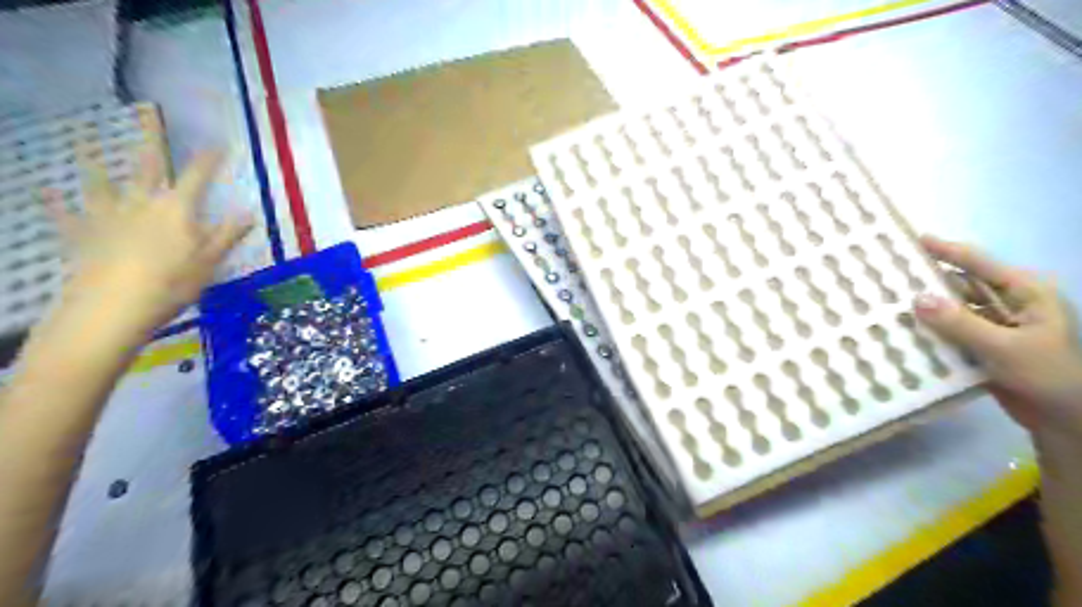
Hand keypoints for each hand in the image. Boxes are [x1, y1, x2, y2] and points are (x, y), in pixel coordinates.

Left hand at [43, 144, 253, 339]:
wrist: (113, 307)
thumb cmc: (172, 283)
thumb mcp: (210, 261)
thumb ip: (228, 235)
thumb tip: (250, 213)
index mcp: (177, 210)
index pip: (197, 177)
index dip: (209, 160)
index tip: (218, 143)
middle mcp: (142, 203)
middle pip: (148, 165)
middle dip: (150, 138)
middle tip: (146, 110)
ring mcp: (108, 216)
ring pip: (101, 183)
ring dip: (95, 161)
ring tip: (86, 141)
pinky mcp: (82, 234)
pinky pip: (67, 214)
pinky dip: (56, 202)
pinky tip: (44, 189)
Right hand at [912, 235, 1081, 458]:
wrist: (1065, 420)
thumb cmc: (1048, 376)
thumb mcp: (1004, 348)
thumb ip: (959, 323)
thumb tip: (917, 298)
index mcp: (1025, 293)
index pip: (979, 264)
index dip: (946, 250)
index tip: (914, 240)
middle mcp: (1009, 303)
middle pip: (962, 284)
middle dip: (928, 279)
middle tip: (891, 273)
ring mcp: (995, 325)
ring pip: (953, 308)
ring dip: (926, 306)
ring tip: (888, 300)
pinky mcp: (983, 345)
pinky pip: (950, 330)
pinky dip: (930, 329)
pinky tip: (904, 329)